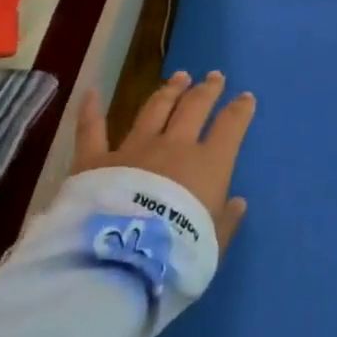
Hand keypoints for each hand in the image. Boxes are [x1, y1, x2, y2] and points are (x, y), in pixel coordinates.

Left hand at [73, 72, 254, 247]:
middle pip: (194, 107)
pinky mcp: (95, 160)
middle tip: (214, 76)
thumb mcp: (213, 244)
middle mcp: (174, 146)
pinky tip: (91, 93)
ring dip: (169, 91)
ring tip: (179, 77)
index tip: (246, 97)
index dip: (240, 110)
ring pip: (155, 109)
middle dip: (207, 90)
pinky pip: (92, 130)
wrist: (121, 260)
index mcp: (208, 164)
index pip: (230, 126)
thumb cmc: (177, 254)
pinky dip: (91, 111)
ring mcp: (134, 148)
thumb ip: (226, 221)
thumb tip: (238, 202)